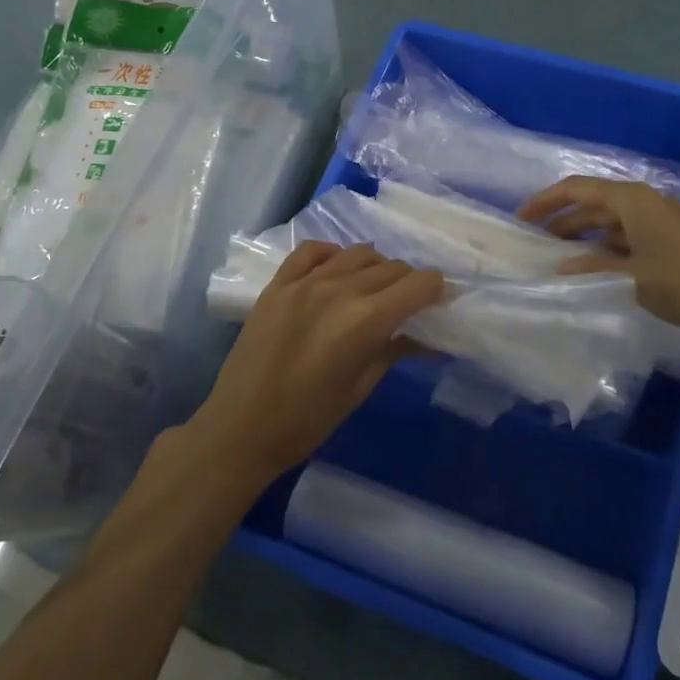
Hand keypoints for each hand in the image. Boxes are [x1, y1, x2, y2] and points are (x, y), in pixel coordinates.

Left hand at [188, 242, 443, 482]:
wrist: (241, 428)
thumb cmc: (308, 420)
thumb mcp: (361, 388)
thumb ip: (394, 351)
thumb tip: (426, 336)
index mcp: (365, 321)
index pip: (418, 284)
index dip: (436, 290)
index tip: (438, 302)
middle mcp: (339, 290)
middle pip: (391, 267)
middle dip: (409, 282)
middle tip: (410, 303)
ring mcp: (304, 282)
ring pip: (357, 253)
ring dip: (376, 266)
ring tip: (375, 289)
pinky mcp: (278, 283)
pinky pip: (312, 251)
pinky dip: (333, 254)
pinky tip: (337, 269)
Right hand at [518, 176, 679, 339]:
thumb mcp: (628, 277)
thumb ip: (590, 268)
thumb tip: (558, 267)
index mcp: (632, 200)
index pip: (578, 189)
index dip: (546, 201)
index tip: (521, 219)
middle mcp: (644, 203)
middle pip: (593, 203)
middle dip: (562, 220)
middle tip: (534, 242)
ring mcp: (658, 221)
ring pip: (609, 221)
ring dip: (582, 235)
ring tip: (555, 256)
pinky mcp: (667, 240)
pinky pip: (625, 235)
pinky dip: (604, 246)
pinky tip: (589, 266)